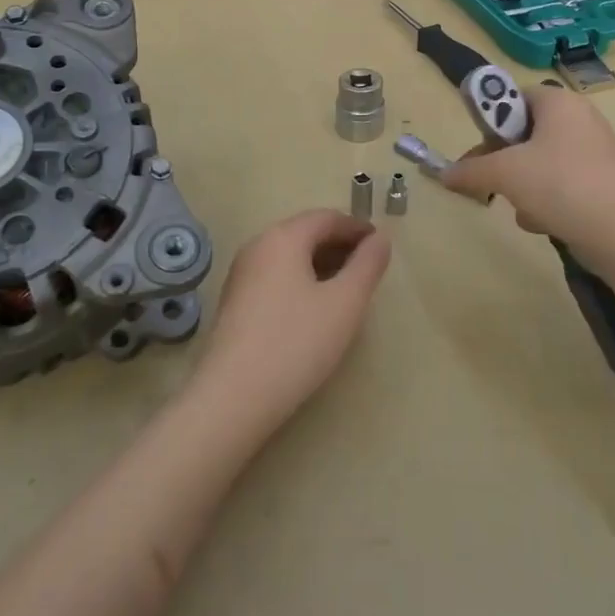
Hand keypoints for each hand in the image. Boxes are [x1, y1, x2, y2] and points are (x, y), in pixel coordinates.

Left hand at [194, 209, 390, 431]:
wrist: (232, 397)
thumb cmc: (296, 343)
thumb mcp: (345, 303)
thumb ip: (367, 266)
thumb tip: (381, 238)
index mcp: (283, 238)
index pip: (326, 218)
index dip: (357, 228)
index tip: (381, 245)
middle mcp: (257, 247)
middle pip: (305, 233)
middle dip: (339, 245)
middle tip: (368, 269)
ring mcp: (241, 275)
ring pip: (289, 257)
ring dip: (320, 264)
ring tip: (347, 290)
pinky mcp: (234, 303)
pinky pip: (275, 277)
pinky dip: (301, 281)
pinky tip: (315, 309)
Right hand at [442, 86, 614, 256]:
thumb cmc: (560, 185)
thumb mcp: (504, 174)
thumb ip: (470, 170)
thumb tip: (444, 174)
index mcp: (559, 103)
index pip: (514, 96)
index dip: (491, 120)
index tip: (479, 149)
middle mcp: (580, 119)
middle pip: (525, 132)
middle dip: (504, 161)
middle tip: (490, 182)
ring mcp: (595, 152)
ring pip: (540, 162)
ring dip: (522, 186)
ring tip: (522, 207)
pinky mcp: (602, 182)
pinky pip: (561, 184)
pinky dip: (547, 201)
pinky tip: (543, 222)